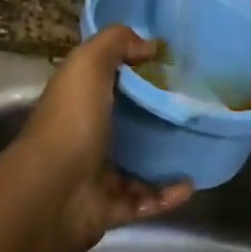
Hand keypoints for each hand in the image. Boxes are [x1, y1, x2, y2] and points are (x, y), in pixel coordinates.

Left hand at [18, 25, 191, 249]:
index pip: (108, 81)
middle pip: (127, 123)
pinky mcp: (110, 208)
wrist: (53, 192)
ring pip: (138, 164)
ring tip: (198, 147)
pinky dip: (168, 195)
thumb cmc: (71, 121)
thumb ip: (116, 43)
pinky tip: (190, 184)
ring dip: (166, 159)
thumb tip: (150, 44)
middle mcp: (85, 135)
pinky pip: (145, 201)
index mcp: (78, 101)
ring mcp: (96, 175)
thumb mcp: (88, 64)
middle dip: (157, 116)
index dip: (137, 71)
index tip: (174, 66)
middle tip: (195, 107)